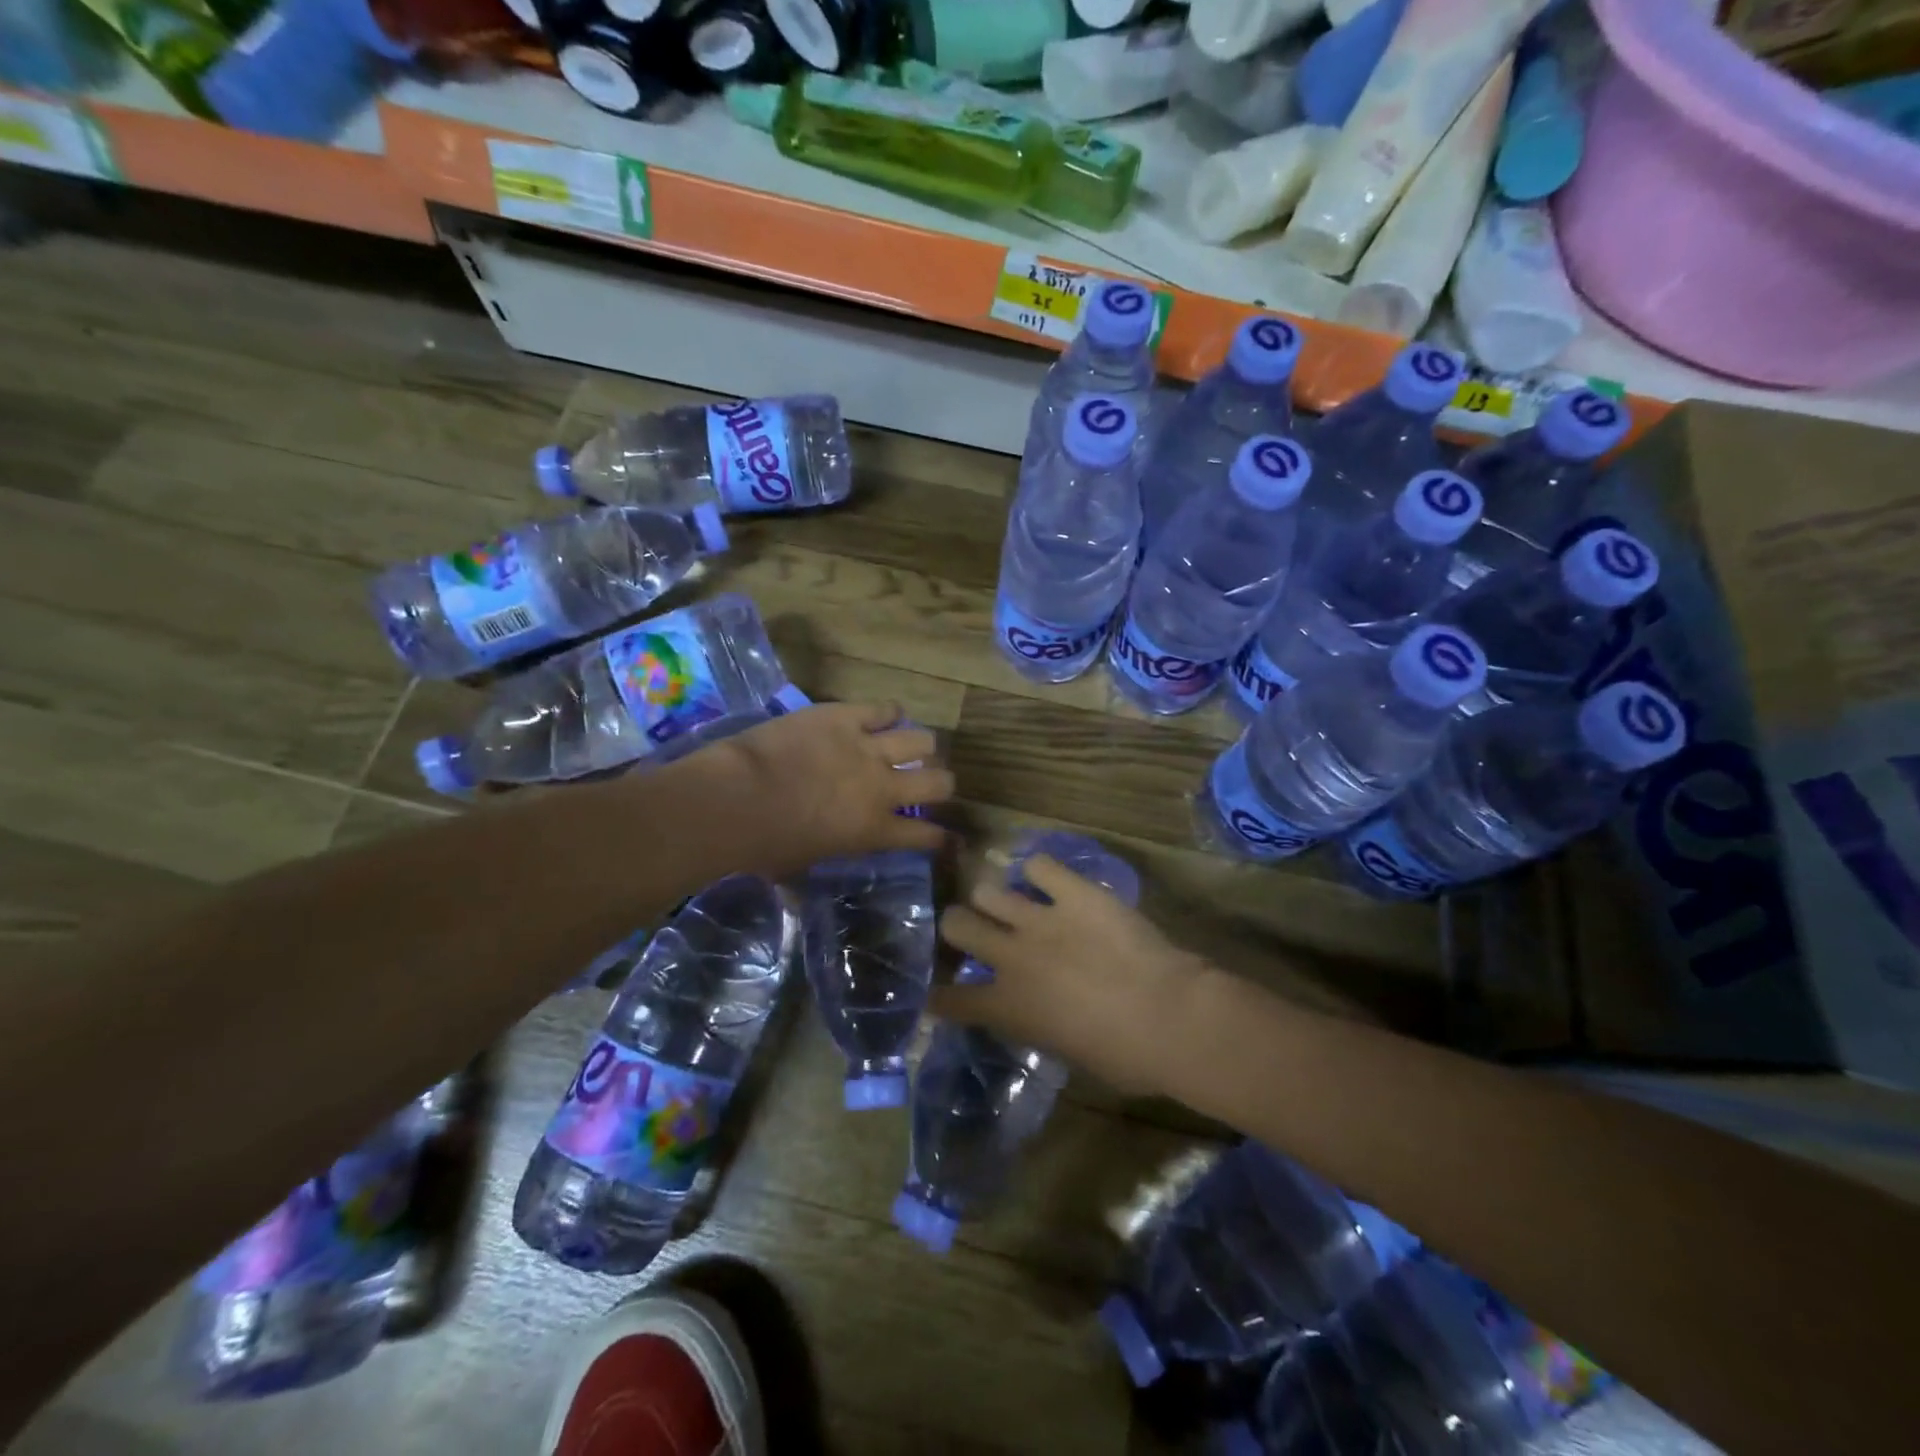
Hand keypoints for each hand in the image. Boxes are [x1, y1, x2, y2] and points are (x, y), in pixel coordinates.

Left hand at [691, 701, 950, 878]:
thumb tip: (796, 897)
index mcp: (874, 831)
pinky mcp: (844, 717)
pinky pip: (883, 708)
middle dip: (941, 783)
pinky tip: (886, 715)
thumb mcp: (795, 868)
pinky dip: (888, 712)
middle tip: (929, 782)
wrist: (736, 799)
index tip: (945, 835)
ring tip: (910, 746)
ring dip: (919, 746)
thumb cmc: (763, 845)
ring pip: (920, 741)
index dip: (940, 836)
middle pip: (938, 782)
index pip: (926, 835)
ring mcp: (867, 748)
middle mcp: (882, 788)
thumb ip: (809, 871)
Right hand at [934, 855, 1210, 1096]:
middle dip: (959, 925)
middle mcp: (1012, 957)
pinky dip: (1041, 871)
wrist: (1169, 1017)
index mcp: (1008, 1007)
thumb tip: (1034, 1011)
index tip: (939, 993)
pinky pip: (1041, 865)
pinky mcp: (1075, 893)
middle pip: (957, 924)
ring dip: (995, 897)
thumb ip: (1037, 1024)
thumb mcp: (1066, 1052)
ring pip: (989, 890)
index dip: (940, 995)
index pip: (951, 999)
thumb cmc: (1125, 1057)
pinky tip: (1050, 880)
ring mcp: (1041, 920)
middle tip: (975, 927)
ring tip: (1011, 901)